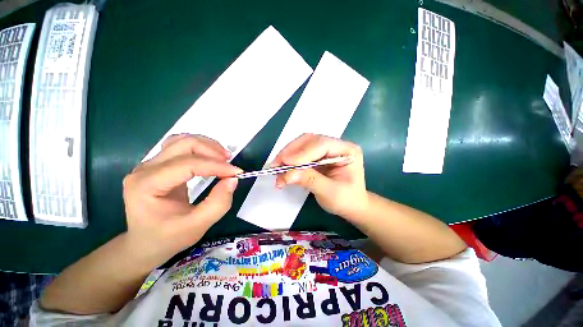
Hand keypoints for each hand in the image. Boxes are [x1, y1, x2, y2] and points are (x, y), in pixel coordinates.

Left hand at [122, 134, 241, 268]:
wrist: (146, 243)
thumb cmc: (168, 238)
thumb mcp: (197, 227)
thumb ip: (218, 203)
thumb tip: (232, 179)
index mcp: (146, 185)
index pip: (187, 164)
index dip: (216, 166)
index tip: (237, 172)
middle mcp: (145, 169)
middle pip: (184, 145)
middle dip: (212, 151)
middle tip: (230, 163)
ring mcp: (150, 164)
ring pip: (183, 140)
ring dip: (207, 146)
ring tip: (224, 158)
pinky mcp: (159, 165)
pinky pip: (181, 146)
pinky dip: (201, 148)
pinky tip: (211, 157)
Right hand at [273, 133, 367, 217]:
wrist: (351, 205)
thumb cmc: (346, 200)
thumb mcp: (330, 193)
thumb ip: (309, 180)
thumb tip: (287, 174)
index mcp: (347, 151)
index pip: (321, 144)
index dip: (302, 153)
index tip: (285, 163)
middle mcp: (336, 145)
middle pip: (309, 140)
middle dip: (290, 152)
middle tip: (275, 165)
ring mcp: (327, 149)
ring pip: (302, 145)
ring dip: (287, 155)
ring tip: (276, 169)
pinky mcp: (318, 155)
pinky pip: (301, 153)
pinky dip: (290, 160)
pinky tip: (283, 169)